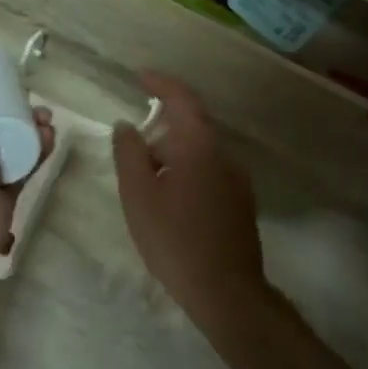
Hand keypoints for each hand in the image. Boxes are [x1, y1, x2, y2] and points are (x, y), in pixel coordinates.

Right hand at [111, 72, 267, 333]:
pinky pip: (209, 173)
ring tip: (147, 184)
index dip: (161, 83)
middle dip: (160, 131)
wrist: (226, 292)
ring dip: (173, 156)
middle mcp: (224, 155)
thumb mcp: (138, 195)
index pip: (182, 98)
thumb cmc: (175, 239)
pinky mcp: (241, 204)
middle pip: (191, 127)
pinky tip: (171, 203)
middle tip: (133, 150)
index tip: (140, 76)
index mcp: (200, 145)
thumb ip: (129, 153)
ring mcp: (238, 180)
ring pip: (200, 153)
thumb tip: (127, 125)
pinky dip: (187, 174)